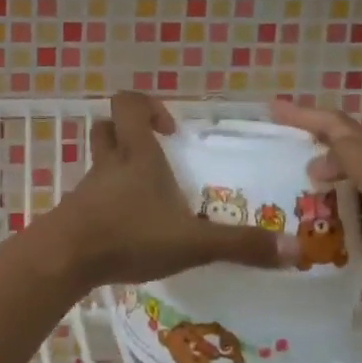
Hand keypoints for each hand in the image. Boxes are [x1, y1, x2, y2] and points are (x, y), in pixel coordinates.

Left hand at [36, 92, 298, 289]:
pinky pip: (93, 195)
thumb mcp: (192, 242)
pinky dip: (110, 202)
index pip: (129, 104)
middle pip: (108, 127)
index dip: (148, 106)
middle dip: (130, 133)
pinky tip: (130, 228)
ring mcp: (88, 188)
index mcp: (136, 155)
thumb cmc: (128, 235)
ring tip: (150, 197)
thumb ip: (241, 245)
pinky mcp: (76, 213)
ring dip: (121, 169)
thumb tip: (296, 250)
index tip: (170, 131)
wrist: (65, 259)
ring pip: (99, 162)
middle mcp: (109, 163)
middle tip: (158, 156)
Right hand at [269, 98, 361, 340]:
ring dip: (308, 181)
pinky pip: (340, 215)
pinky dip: (319, 213)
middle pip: (337, 150)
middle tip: (267, 153)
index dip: (304, 115)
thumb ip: (358, 159)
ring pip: (337, 183)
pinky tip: (301, 224)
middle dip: (304, 145)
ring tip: (274, 189)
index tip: (270, 111)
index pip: (338, 126)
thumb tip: (318, 156)